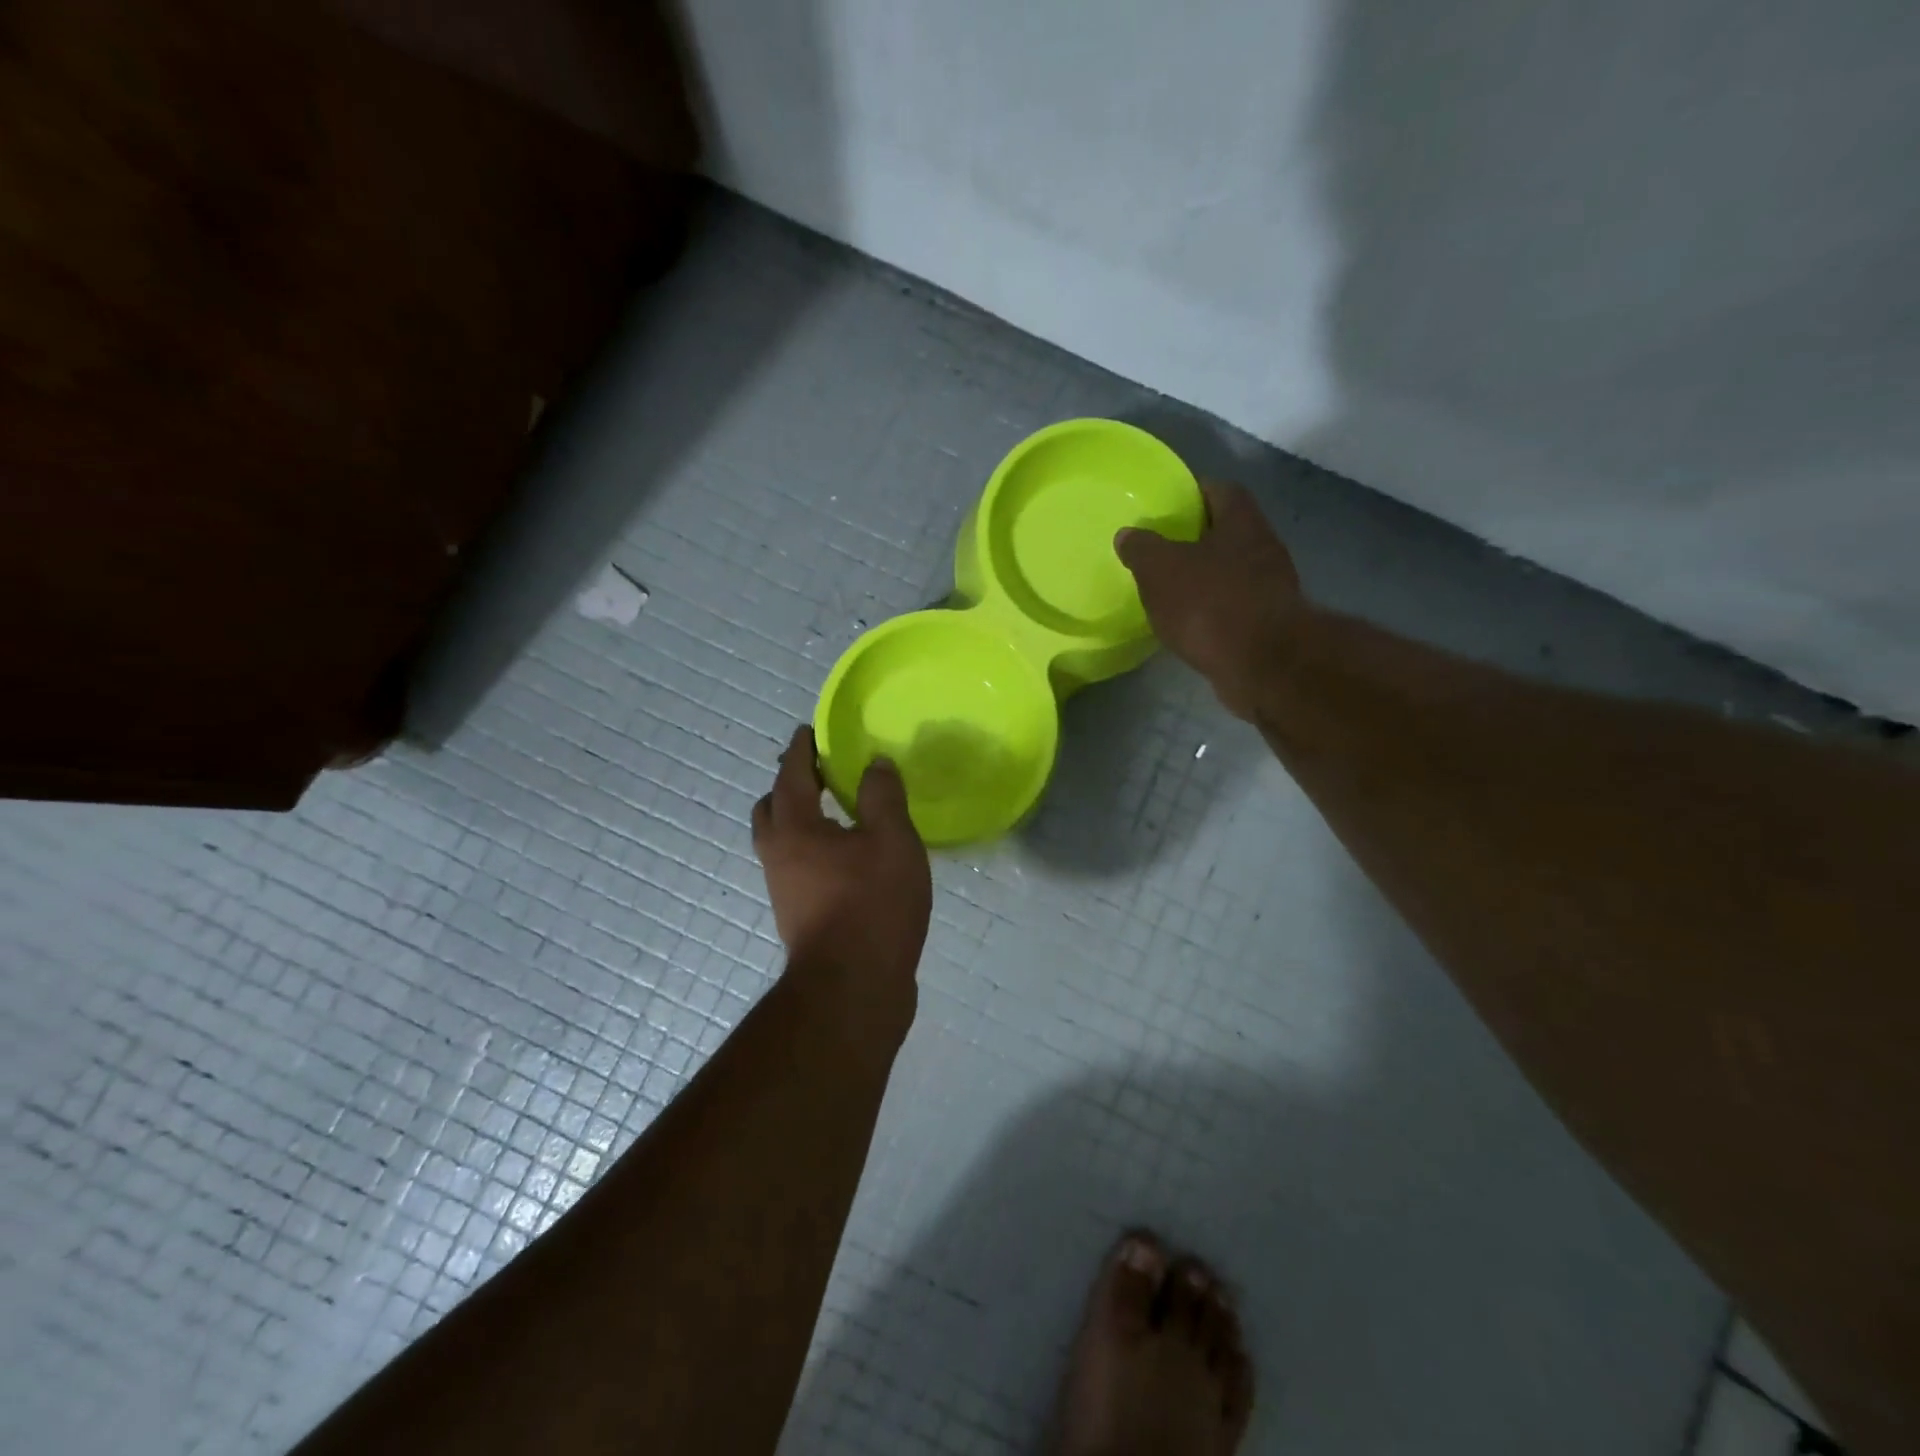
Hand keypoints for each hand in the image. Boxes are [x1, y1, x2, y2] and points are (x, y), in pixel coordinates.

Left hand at [752, 725, 931, 1004]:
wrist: (853, 988)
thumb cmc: (872, 904)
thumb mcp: (892, 840)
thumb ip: (883, 796)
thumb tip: (875, 764)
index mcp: (794, 828)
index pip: (791, 773)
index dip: (801, 749)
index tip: (810, 731)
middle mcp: (778, 855)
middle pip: (772, 808)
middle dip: (790, 785)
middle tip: (820, 773)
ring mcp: (784, 889)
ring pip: (781, 841)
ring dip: (799, 819)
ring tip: (836, 812)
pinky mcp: (799, 916)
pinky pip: (797, 866)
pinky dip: (812, 848)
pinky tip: (847, 857)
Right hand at [1117, 482, 1307, 720]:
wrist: (1262, 664)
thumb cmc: (1210, 603)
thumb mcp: (1160, 569)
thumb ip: (1142, 549)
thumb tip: (1127, 535)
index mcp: (1242, 523)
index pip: (1221, 490)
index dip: (1195, 492)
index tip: (1170, 504)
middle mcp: (1263, 548)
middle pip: (1228, 533)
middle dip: (1198, 540)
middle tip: (1162, 550)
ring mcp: (1271, 589)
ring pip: (1232, 573)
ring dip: (1206, 579)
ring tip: (1171, 590)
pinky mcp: (1269, 626)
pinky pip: (1235, 609)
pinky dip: (1213, 612)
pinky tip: (1190, 625)